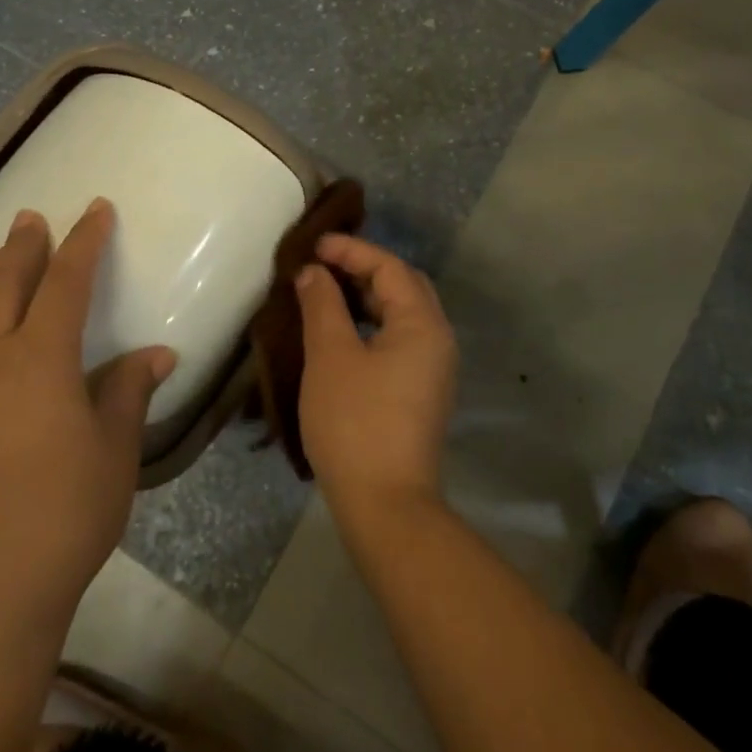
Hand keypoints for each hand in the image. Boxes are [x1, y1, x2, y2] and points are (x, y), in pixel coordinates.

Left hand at [0, 198, 175, 627]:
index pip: (66, 282)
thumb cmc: (66, 509)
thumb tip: (156, 354)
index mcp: (42, 358)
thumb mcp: (115, 449)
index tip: (97, 209)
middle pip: (5, 286)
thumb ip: (129, 392)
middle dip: (23, 247)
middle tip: (31, 216)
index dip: (84, 242)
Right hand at [293, 233, 457, 522]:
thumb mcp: (331, 356)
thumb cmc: (355, 422)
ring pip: (401, 314)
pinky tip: (339, 332)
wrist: (384, 504)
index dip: (351, 250)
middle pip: (403, 286)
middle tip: (321, 265)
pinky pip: (397, 339)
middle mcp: (437, 340)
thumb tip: (314, 272)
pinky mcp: (419, 391)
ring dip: (365, 297)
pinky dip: (370, 324)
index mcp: (423, 324)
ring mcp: (432, 368)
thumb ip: (322, 305)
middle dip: (362, 269)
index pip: (390, 267)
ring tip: (324, 292)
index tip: (313, 246)